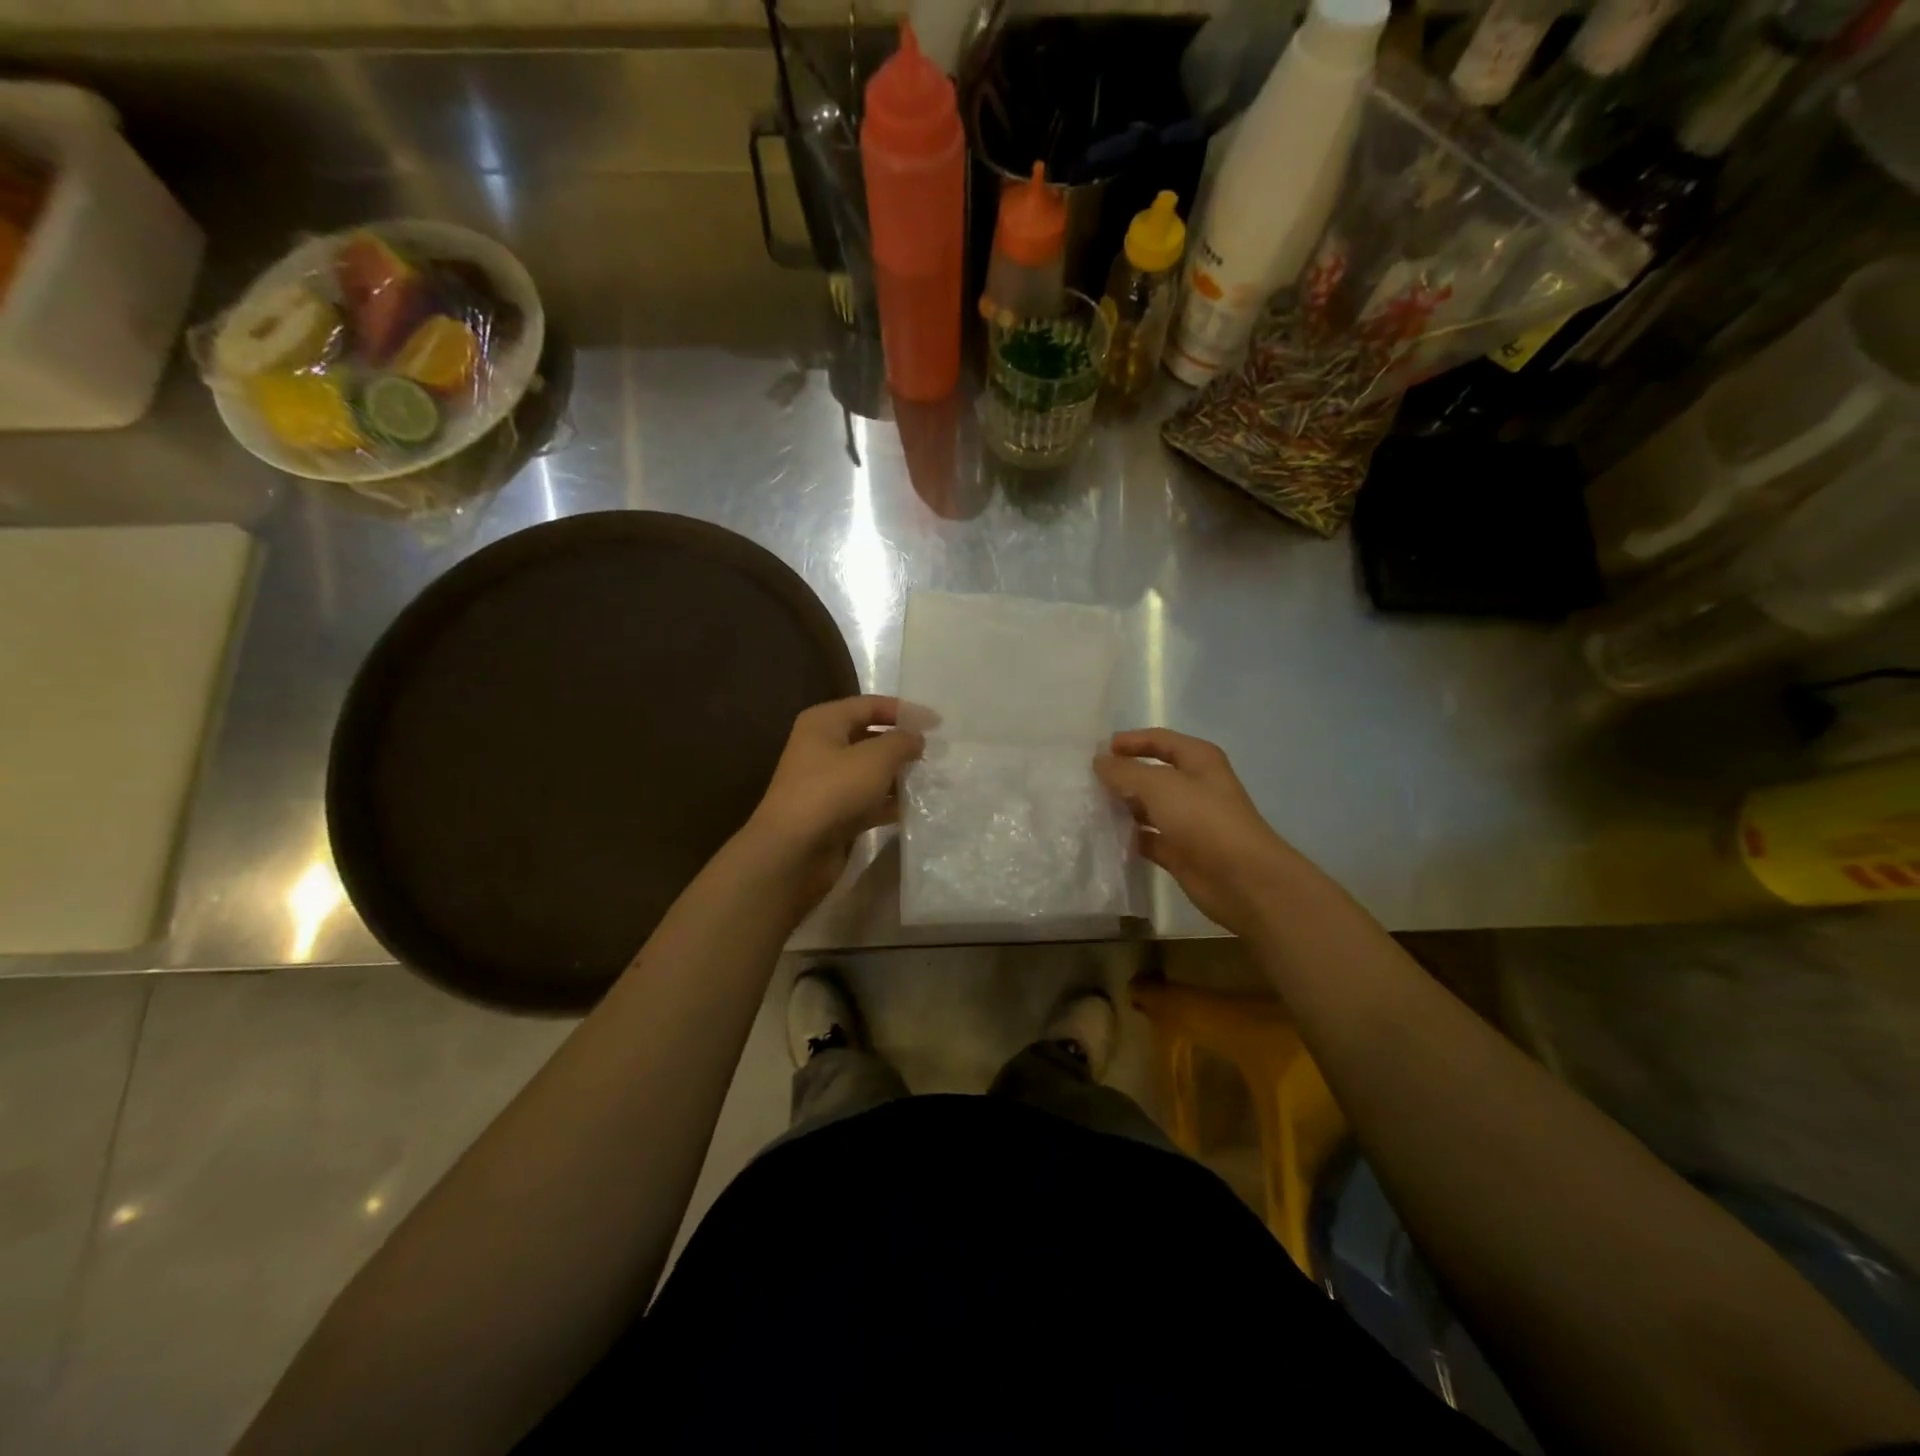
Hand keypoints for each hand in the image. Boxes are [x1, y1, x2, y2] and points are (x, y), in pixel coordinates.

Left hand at [742, 695, 924, 908]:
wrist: (793, 851)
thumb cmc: (832, 791)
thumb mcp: (874, 759)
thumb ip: (901, 742)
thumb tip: (916, 739)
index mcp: (825, 722)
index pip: (871, 705)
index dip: (905, 711)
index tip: (938, 724)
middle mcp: (822, 747)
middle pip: (870, 737)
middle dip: (902, 744)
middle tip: (938, 752)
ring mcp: (826, 782)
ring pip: (870, 771)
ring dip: (899, 775)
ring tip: (933, 779)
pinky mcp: (833, 813)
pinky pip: (867, 800)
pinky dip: (889, 802)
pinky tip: (916, 808)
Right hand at [1095, 728, 1300, 936]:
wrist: (1242, 879)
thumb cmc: (1204, 820)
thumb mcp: (1160, 786)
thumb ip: (1125, 772)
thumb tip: (1099, 762)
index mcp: (1198, 761)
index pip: (1160, 740)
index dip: (1131, 741)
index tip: (1098, 750)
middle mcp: (1194, 787)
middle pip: (1151, 774)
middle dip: (1122, 775)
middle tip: (1086, 780)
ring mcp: (1187, 821)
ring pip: (1147, 807)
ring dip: (1122, 806)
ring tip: (1088, 806)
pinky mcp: (1179, 851)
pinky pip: (1147, 838)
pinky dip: (1128, 837)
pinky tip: (1103, 837)